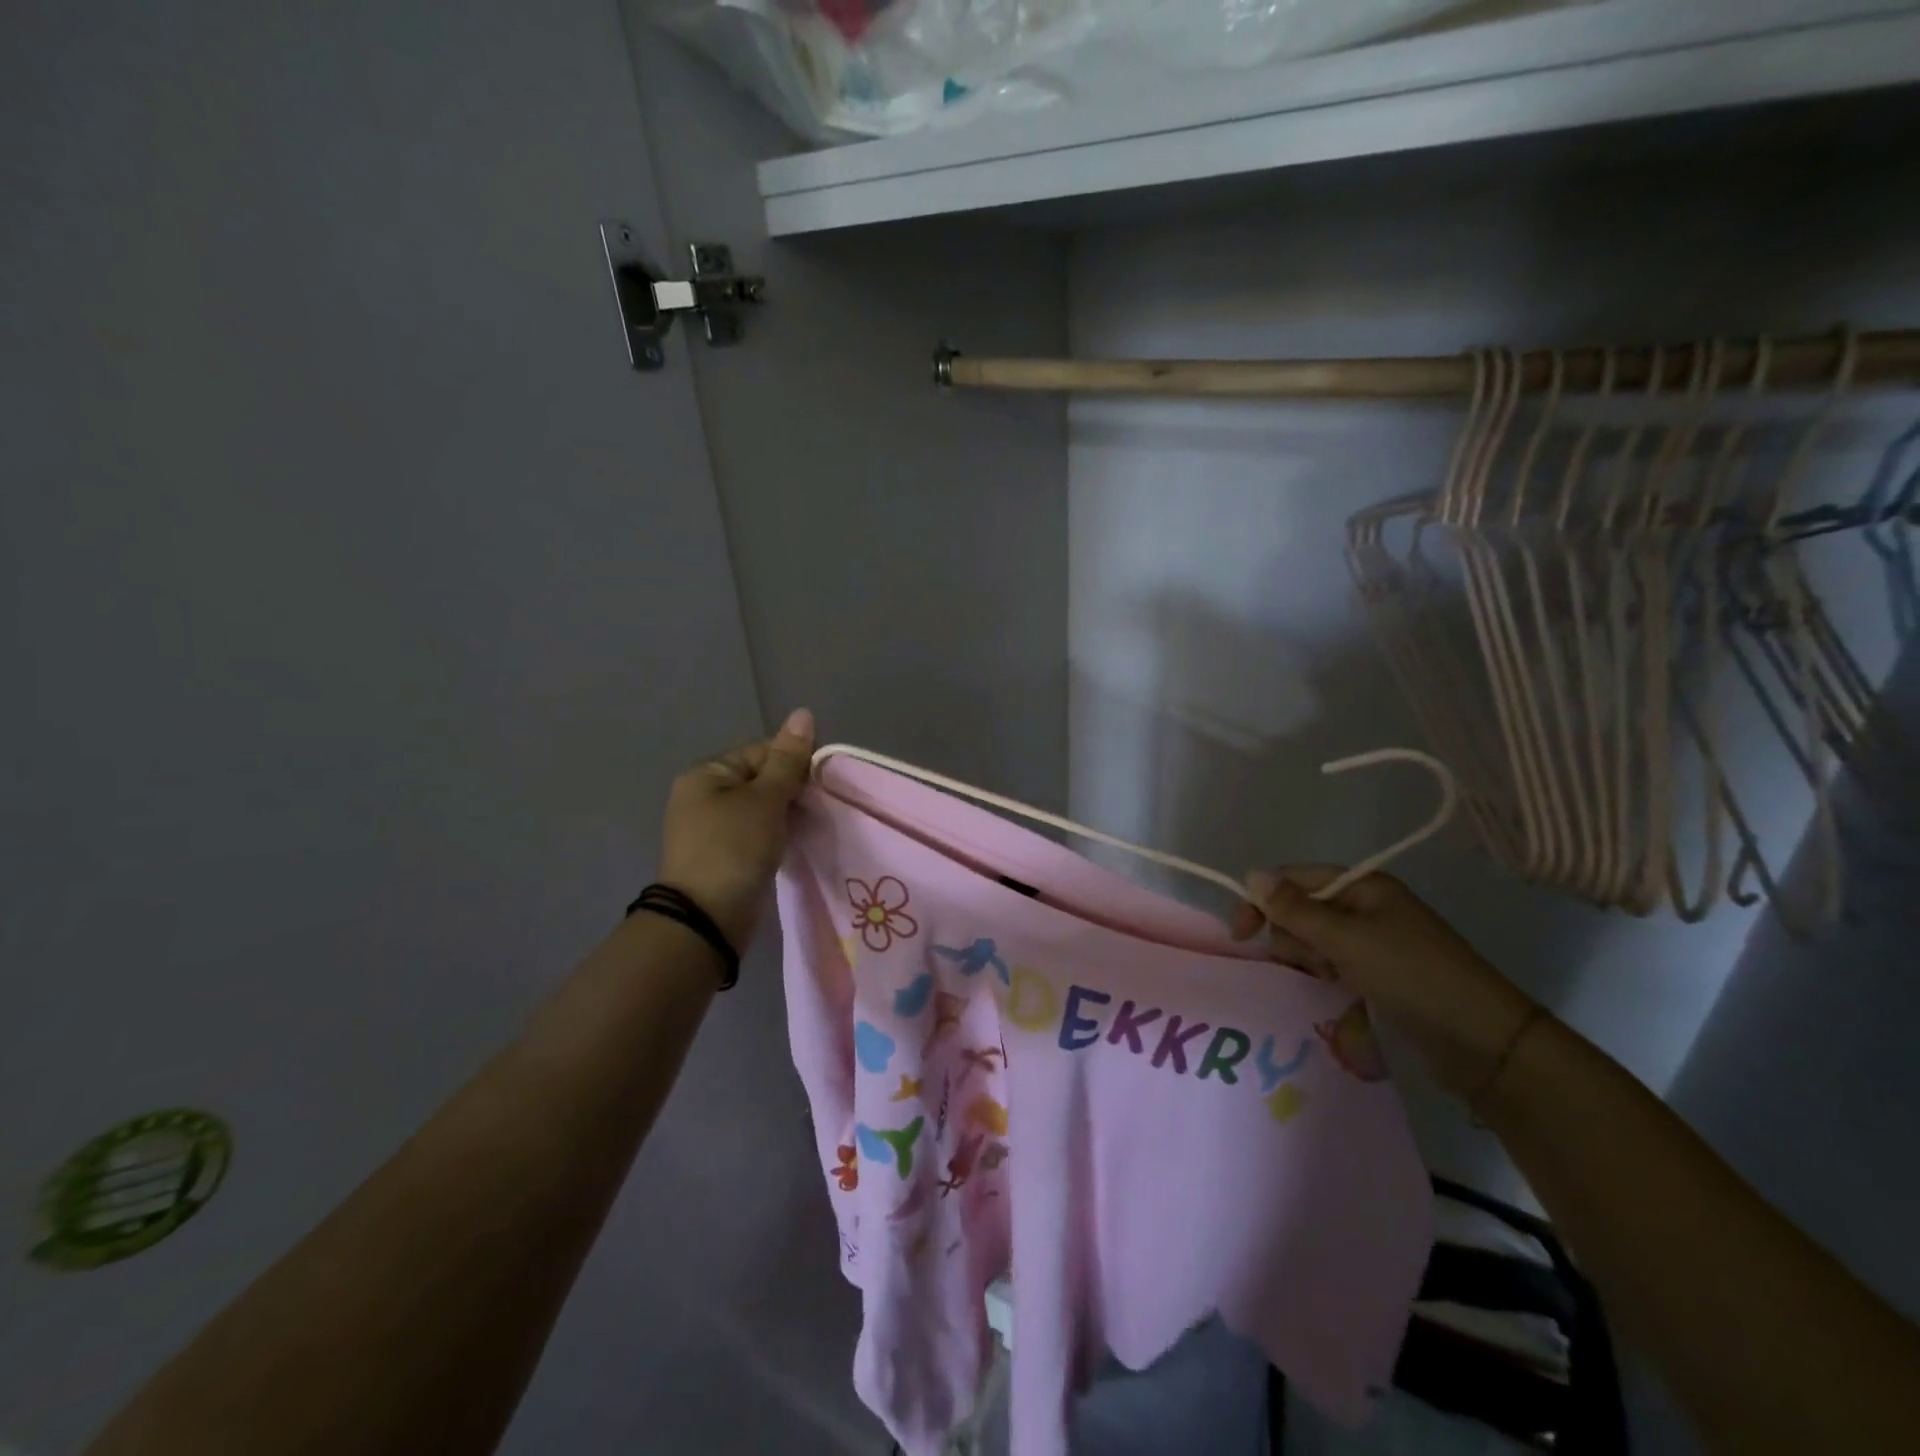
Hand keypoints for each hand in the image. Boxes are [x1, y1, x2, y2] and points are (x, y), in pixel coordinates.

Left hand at [658, 708, 815, 949]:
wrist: (706, 920)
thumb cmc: (734, 848)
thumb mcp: (766, 799)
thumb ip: (788, 759)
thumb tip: (803, 712)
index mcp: (707, 774)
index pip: (761, 752)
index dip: (795, 762)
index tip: (823, 782)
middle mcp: (703, 797)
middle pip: (761, 780)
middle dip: (793, 791)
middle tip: (822, 806)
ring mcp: (711, 829)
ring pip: (762, 810)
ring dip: (788, 815)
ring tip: (815, 825)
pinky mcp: (723, 857)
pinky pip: (757, 835)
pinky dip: (777, 836)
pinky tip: (797, 843)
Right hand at [1232, 866, 1539, 1098]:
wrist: (1483, 1043)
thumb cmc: (1411, 976)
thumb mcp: (1346, 939)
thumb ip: (1294, 909)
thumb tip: (1251, 875)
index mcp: (1362, 886)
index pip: (1293, 880)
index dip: (1263, 901)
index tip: (1241, 936)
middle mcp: (1365, 907)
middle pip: (1300, 910)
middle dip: (1292, 937)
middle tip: (1311, 963)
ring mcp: (1373, 942)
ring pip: (1313, 942)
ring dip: (1309, 961)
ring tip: (1330, 982)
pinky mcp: (1378, 974)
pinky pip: (1332, 966)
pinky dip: (1325, 978)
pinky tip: (1335, 994)